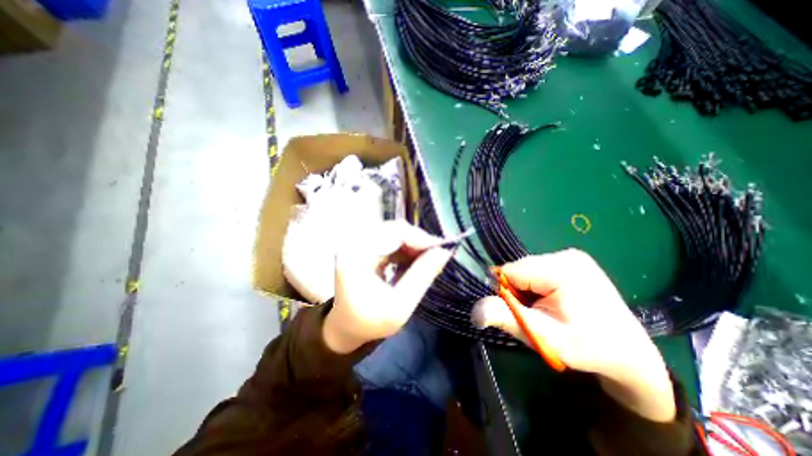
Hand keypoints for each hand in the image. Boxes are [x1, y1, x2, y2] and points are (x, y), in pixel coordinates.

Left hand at [320, 221, 453, 355]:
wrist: (347, 327)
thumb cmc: (369, 322)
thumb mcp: (399, 306)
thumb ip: (422, 277)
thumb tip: (444, 252)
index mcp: (355, 254)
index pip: (393, 232)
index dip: (419, 238)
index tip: (441, 250)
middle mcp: (356, 242)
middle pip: (395, 229)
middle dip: (419, 242)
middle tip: (438, 256)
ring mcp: (361, 243)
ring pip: (397, 234)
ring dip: (415, 246)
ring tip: (429, 261)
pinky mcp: (367, 247)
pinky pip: (393, 241)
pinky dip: (408, 250)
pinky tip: (416, 262)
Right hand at [473, 248, 675, 422]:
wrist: (628, 351)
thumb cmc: (587, 346)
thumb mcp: (543, 336)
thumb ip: (507, 318)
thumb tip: (474, 312)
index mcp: (561, 269)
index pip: (511, 271)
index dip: (506, 292)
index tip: (521, 312)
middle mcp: (566, 255)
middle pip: (519, 269)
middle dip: (519, 291)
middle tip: (537, 314)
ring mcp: (571, 255)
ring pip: (527, 270)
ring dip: (527, 289)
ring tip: (547, 308)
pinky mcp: (572, 260)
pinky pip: (538, 270)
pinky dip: (537, 286)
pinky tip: (553, 300)